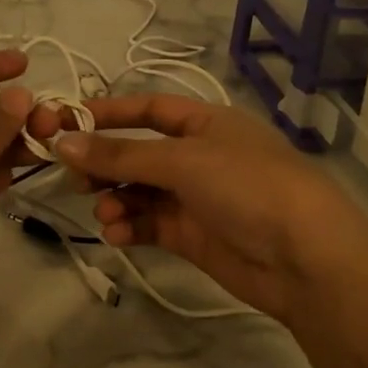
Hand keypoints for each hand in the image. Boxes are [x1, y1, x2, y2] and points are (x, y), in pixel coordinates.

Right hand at [31, 94, 367, 323]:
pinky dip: (130, 227)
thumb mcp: (182, 161)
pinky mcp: (194, 236)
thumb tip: (63, 143)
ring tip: (104, 214)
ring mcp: (197, 198)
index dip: (109, 114)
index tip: (66, 123)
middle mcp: (200, 157)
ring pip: (140, 192)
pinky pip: (150, 224)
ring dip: (116, 200)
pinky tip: (117, 235)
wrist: (305, 258)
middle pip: (139, 154)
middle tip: (75, 180)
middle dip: (106, 165)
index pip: (150, 109)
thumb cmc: (247, 186)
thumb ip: (120, 155)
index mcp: (206, 124)